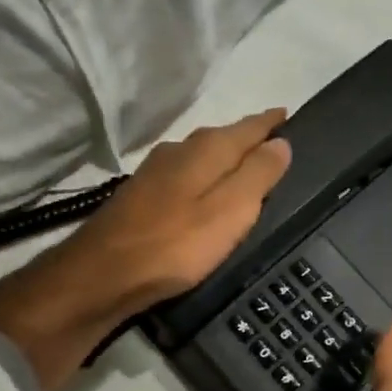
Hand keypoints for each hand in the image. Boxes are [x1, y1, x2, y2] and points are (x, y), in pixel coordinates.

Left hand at [0, 109, 290, 390]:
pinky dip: (202, 179)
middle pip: (221, 139)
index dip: (270, 123)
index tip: (288, 116)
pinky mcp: (139, 197)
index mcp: (205, 150)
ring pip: (199, 157)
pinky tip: (202, 194)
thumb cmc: (175, 244)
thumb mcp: (230, 211)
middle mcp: (177, 151)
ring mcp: (153, 172)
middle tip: (273, 146)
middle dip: (246, 140)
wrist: (102, 274)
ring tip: (243, 170)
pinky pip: (183, 177)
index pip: (247, 127)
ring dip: (222, 159)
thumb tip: (281, 143)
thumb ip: (257, 175)